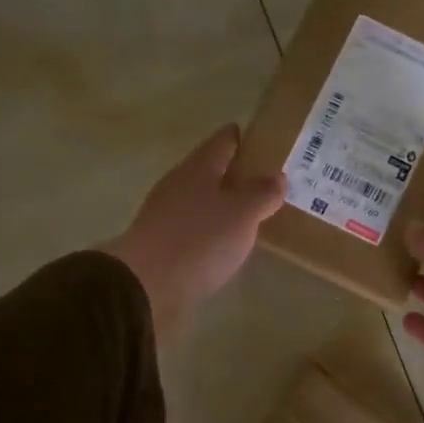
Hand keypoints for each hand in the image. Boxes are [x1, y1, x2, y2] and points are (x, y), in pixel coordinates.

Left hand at [102, 125, 284, 335]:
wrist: (145, 285)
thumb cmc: (199, 239)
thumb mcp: (242, 214)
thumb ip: (262, 194)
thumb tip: (277, 176)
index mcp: (199, 168)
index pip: (222, 141)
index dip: (241, 137)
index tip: (262, 139)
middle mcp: (179, 184)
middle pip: (209, 170)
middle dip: (234, 172)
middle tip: (265, 179)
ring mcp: (165, 214)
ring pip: (200, 199)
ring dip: (222, 202)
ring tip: (250, 212)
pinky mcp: (161, 243)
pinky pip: (193, 227)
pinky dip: (210, 228)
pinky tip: (225, 241)